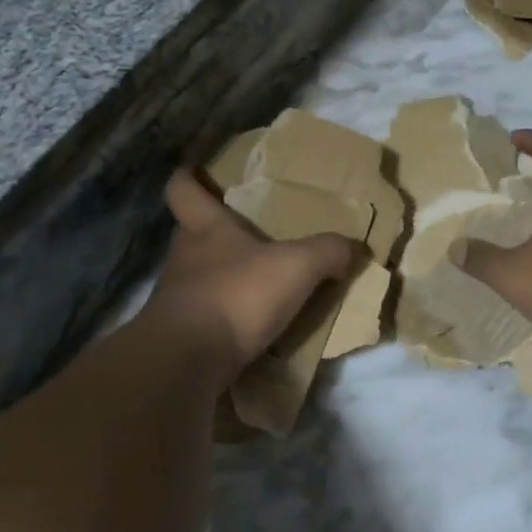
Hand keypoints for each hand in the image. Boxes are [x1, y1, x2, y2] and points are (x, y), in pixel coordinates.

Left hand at [147, 171, 363, 376]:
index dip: (188, 179)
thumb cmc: (238, 294)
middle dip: (214, 234)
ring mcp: (177, 300)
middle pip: (192, 235)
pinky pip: (205, 318)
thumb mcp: (297, 266)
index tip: (192, 169)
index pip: (183, 191)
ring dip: (222, 279)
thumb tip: (355, 248)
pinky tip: (250, 327)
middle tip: (245, 235)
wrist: (189, 361)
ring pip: (198, 278)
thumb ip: (328, 252)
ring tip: (256, 285)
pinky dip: (225, 318)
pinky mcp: (180, 336)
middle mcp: (184, 259)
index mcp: (205, 229)